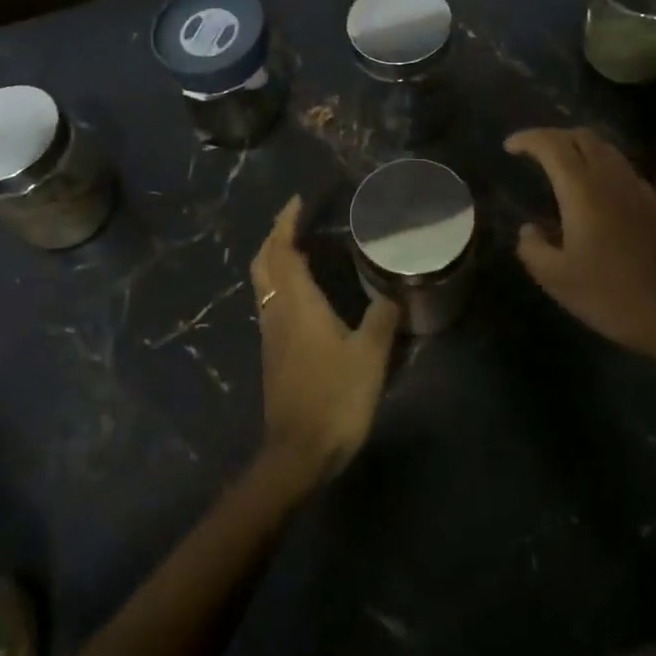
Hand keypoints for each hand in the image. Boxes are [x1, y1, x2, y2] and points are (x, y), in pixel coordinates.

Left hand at [250, 196, 400, 483]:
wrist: (298, 454)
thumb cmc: (334, 397)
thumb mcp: (370, 356)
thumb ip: (383, 318)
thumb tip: (393, 293)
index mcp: (297, 302)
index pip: (282, 250)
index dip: (286, 222)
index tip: (299, 201)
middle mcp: (277, 311)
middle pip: (263, 262)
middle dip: (274, 235)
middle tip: (296, 219)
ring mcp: (270, 333)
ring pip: (263, 282)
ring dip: (274, 258)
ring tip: (300, 247)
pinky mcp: (273, 354)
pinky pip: (270, 301)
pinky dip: (280, 282)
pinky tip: (304, 291)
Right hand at [505, 127, 655, 361]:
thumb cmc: (612, 296)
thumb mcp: (557, 279)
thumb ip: (532, 248)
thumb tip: (529, 230)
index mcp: (583, 190)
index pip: (552, 145)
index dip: (528, 139)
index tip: (509, 146)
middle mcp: (612, 178)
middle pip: (582, 136)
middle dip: (553, 136)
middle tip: (533, 152)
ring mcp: (639, 189)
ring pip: (605, 149)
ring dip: (578, 147)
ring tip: (560, 166)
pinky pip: (621, 168)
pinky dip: (599, 165)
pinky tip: (593, 192)